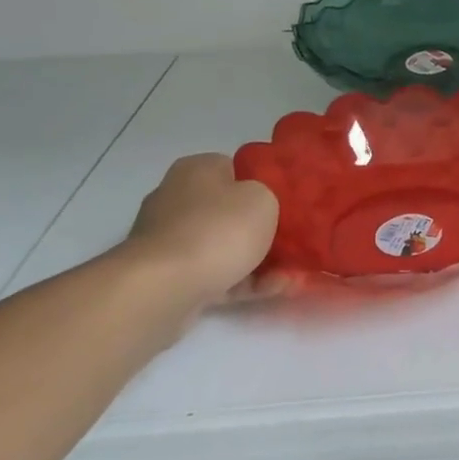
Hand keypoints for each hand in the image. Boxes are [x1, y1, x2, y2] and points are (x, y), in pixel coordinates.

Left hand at [122, 154, 278, 309]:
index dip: (261, 185)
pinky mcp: (170, 278)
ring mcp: (171, 241)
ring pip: (225, 247)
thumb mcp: (262, 199)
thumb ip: (267, 196)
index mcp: (196, 170)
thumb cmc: (217, 230)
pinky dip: (245, 282)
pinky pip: (217, 275)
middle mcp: (178, 199)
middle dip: (260, 228)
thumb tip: (255, 206)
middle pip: (229, 211)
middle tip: (293, 241)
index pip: (234, 169)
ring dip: (259, 261)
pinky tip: (276, 290)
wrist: (164, 288)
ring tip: (294, 276)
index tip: (284, 203)